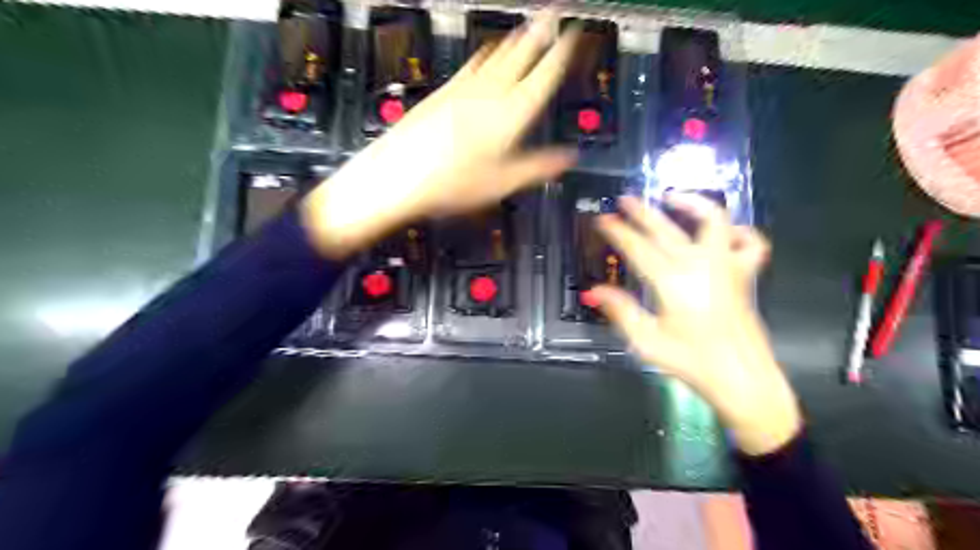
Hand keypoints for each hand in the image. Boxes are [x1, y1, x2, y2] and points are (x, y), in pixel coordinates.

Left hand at [303, 8, 575, 258]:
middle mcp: (488, 93)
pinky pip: (471, 63)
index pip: (544, 74)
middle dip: (540, 30)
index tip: (573, 32)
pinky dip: (486, 53)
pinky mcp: (443, 92)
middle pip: (520, 54)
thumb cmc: (451, 182)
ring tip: (527, 26)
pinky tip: (486, 50)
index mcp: (510, 114)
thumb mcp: (503, 183)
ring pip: (496, 55)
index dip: (562, 51)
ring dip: (515, 38)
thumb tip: (567, 158)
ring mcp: (463, 89)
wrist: (399, 175)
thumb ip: (538, 166)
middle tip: (552, 12)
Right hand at [593, 194, 798, 455]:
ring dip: (693, 204)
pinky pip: (751, 243)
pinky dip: (738, 231)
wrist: (740, 378)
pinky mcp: (745, 275)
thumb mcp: (646, 340)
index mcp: (672, 282)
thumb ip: (620, 311)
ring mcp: (727, 266)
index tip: (603, 219)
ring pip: (714, 220)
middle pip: (667, 229)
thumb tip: (594, 291)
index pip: (638, 248)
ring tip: (673, 197)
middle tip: (625, 200)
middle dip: (643, 212)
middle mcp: (701, 265)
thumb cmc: (691, 361)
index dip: (618, 232)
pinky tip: (723, 231)